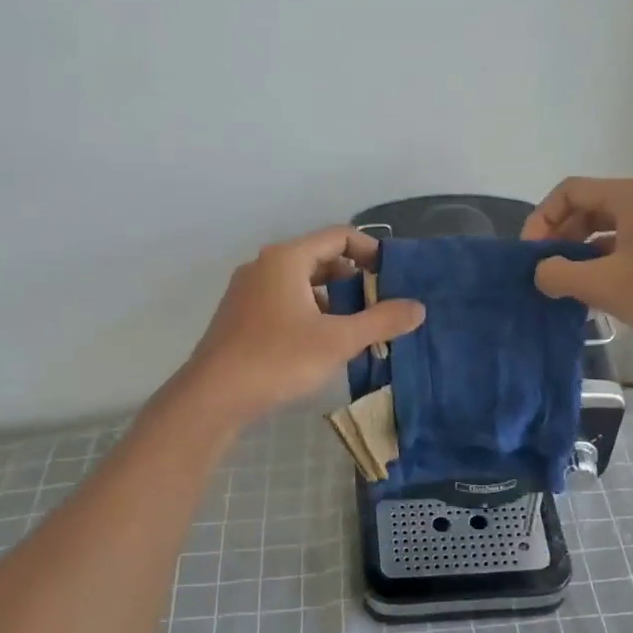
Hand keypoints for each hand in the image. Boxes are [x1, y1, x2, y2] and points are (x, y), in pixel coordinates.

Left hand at [178, 227, 424, 426]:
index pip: (338, 236)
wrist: (213, 396)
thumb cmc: (278, 359)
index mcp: (286, 259)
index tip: (392, 276)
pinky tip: (320, 344)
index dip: (370, 251)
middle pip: (319, 258)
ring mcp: (247, 291)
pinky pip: (283, 301)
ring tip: (354, 328)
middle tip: (378, 305)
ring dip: (331, 299)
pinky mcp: (239, 316)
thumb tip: (419, 308)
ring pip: (300, 283)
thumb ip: (381, 321)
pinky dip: (308, 312)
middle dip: (352, 279)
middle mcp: (264, 266)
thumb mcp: (338, 340)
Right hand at [521, 176, 632, 359]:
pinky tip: (598, 296)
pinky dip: (604, 266)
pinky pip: (626, 248)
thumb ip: (561, 275)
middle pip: (586, 209)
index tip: (530, 257)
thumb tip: (540, 271)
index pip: (568, 192)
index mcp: (629, 197)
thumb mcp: (607, 285)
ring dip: (580, 256)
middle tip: (544, 274)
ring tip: (566, 289)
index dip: (540, 220)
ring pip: (606, 232)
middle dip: (558, 238)